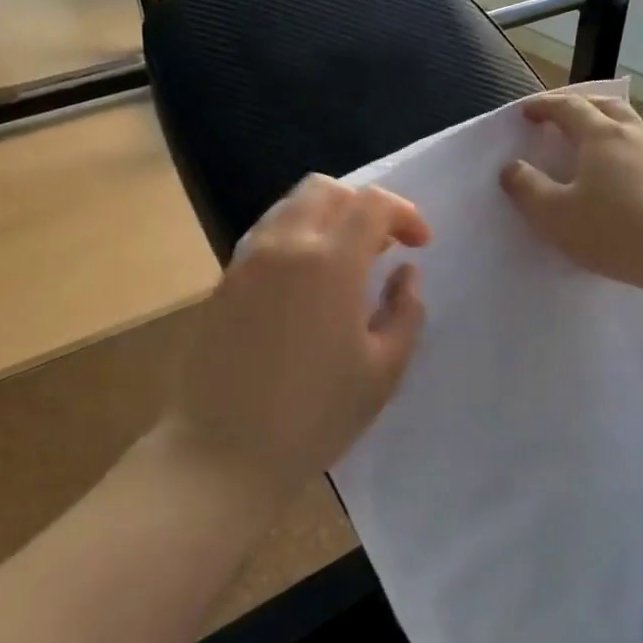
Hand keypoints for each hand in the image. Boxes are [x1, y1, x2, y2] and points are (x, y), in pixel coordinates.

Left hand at [165, 175, 429, 499]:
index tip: (419, 246)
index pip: (372, 204)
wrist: (223, 452)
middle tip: (381, 246)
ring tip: (345, 261)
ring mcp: (247, 261)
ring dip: (326, 218)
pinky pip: (266, 235)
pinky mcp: (224, 281)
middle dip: (362, 205)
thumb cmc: (315, 416)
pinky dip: (295, 237)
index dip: (404, 214)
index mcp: (330, 263)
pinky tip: (306, 282)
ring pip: (290, 207)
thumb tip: (406, 274)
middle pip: (325, 190)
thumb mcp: (384, 371)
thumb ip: (406, 312)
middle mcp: (285, 246)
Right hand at [500, 93, 642, 289]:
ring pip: (631, 122)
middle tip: (560, 114)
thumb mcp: (555, 215)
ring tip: (593, 136)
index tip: (526, 112)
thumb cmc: (613, 230)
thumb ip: (527, 188)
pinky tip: (624, 167)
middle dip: (578, 104)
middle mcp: (634, 133)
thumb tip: (512, 167)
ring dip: (607, 121)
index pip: (568, 106)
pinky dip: (626, 144)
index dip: (544, 105)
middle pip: (604, 104)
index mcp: (601, 134)